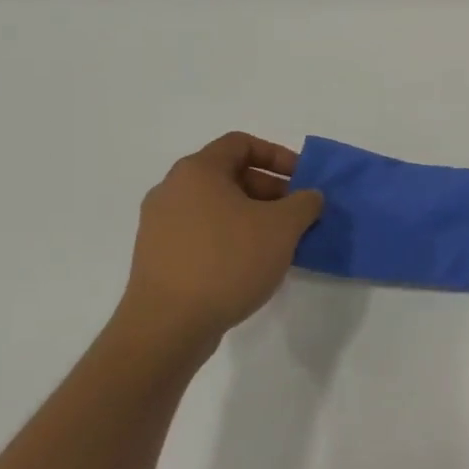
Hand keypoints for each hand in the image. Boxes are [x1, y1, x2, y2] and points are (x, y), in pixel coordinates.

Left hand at [121, 132, 323, 346]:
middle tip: (298, 214)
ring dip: (255, 216)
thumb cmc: (228, 261)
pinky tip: (253, 263)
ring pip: (218, 206)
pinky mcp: (159, 254)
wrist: (168, 324)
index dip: (278, 155)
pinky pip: (204, 232)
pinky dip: (233, 237)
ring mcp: (160, 224)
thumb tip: (309, 197)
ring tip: (281, 242)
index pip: (241, 143)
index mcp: (198, 171)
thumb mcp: (283, 227)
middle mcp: (172, 190)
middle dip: (271, 190)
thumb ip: (305, 203)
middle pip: (230, 175)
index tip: (303, 180)